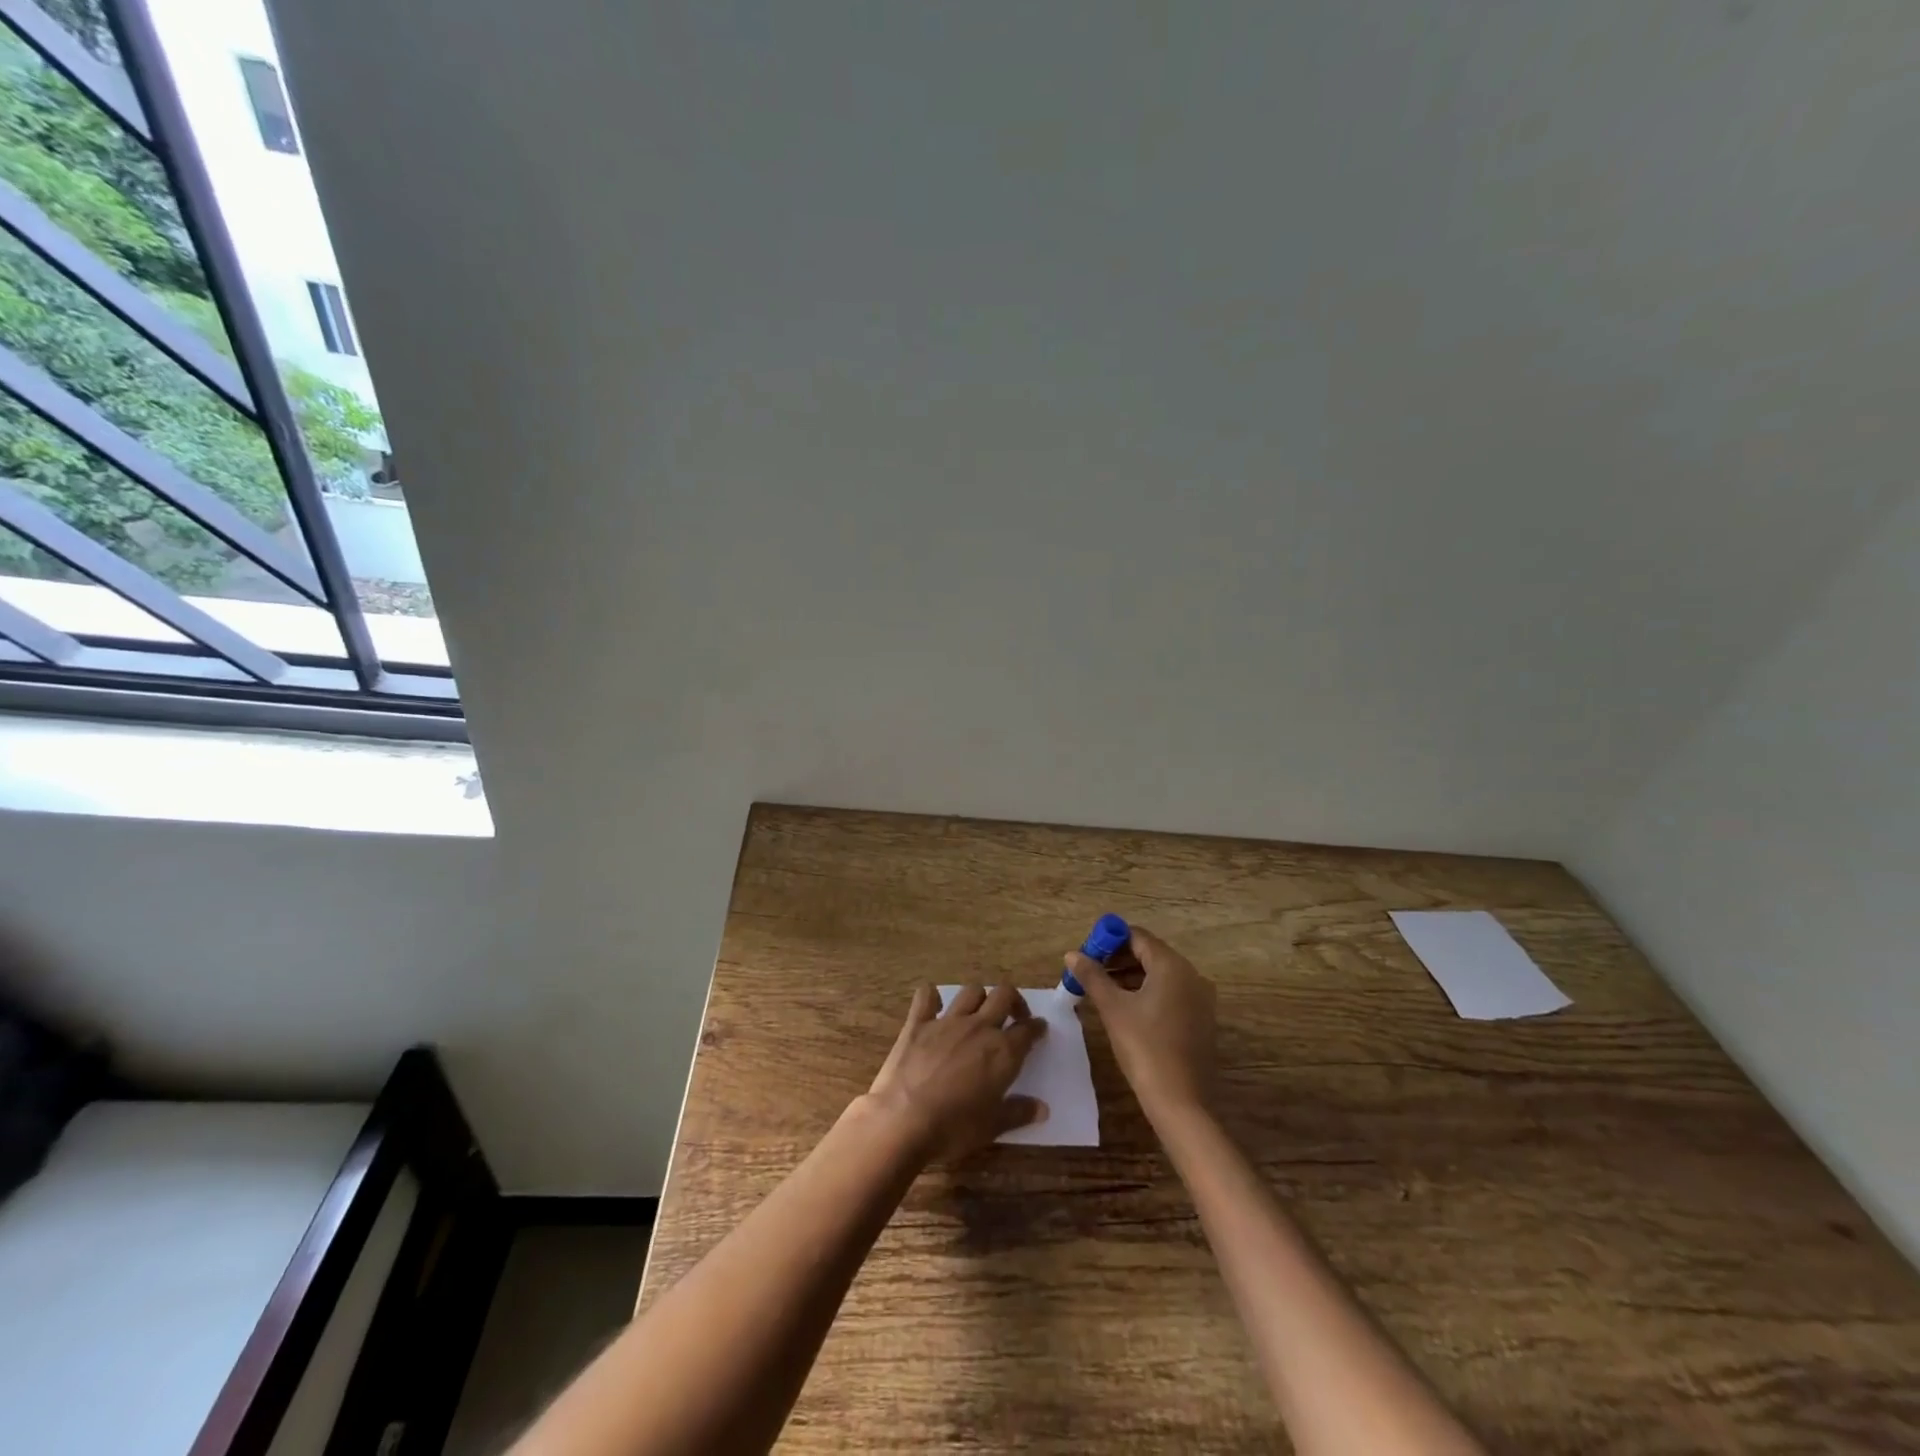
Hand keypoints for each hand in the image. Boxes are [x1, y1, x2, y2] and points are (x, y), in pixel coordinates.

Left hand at [866, 984, 1047, 1158]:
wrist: (904, 1120)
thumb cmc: (954, 1128)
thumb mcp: (992, 1127)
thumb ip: (1019, 1113)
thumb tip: (1042, 1108)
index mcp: (1002, 1051)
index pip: (1028, 1030)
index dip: (1036, 1027)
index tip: (1039, 1029)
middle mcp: (979, 1027)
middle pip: (1003, 995)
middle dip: (1013, 1000)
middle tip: (1013, 1015)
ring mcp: (947, 1021)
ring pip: (971, 991)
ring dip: (980, 997)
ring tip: (979, 1012)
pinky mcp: (918, 1023)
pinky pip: (926, 996)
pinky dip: (932, 997)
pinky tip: (934, 1005)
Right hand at [1068, 925, 1216, 1120]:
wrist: (1180, 1102)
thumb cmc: (1144, 1047)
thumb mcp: (1113, 1008)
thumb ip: (1092, 976)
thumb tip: (1072, 954)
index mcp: (1172, 966)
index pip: (1137, 937)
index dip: (1109, 940)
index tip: (1087, 954)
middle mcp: (1192, 975)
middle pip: (1150, 954)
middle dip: (1118, 959)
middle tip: (1090, 972)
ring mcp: (1200, 999)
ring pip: (1160, 975)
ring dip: (1130, 977)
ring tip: (1102, 991)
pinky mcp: (1201, 1020)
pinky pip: (1170, 993)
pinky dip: (1147, 993)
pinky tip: (1126, 1009)